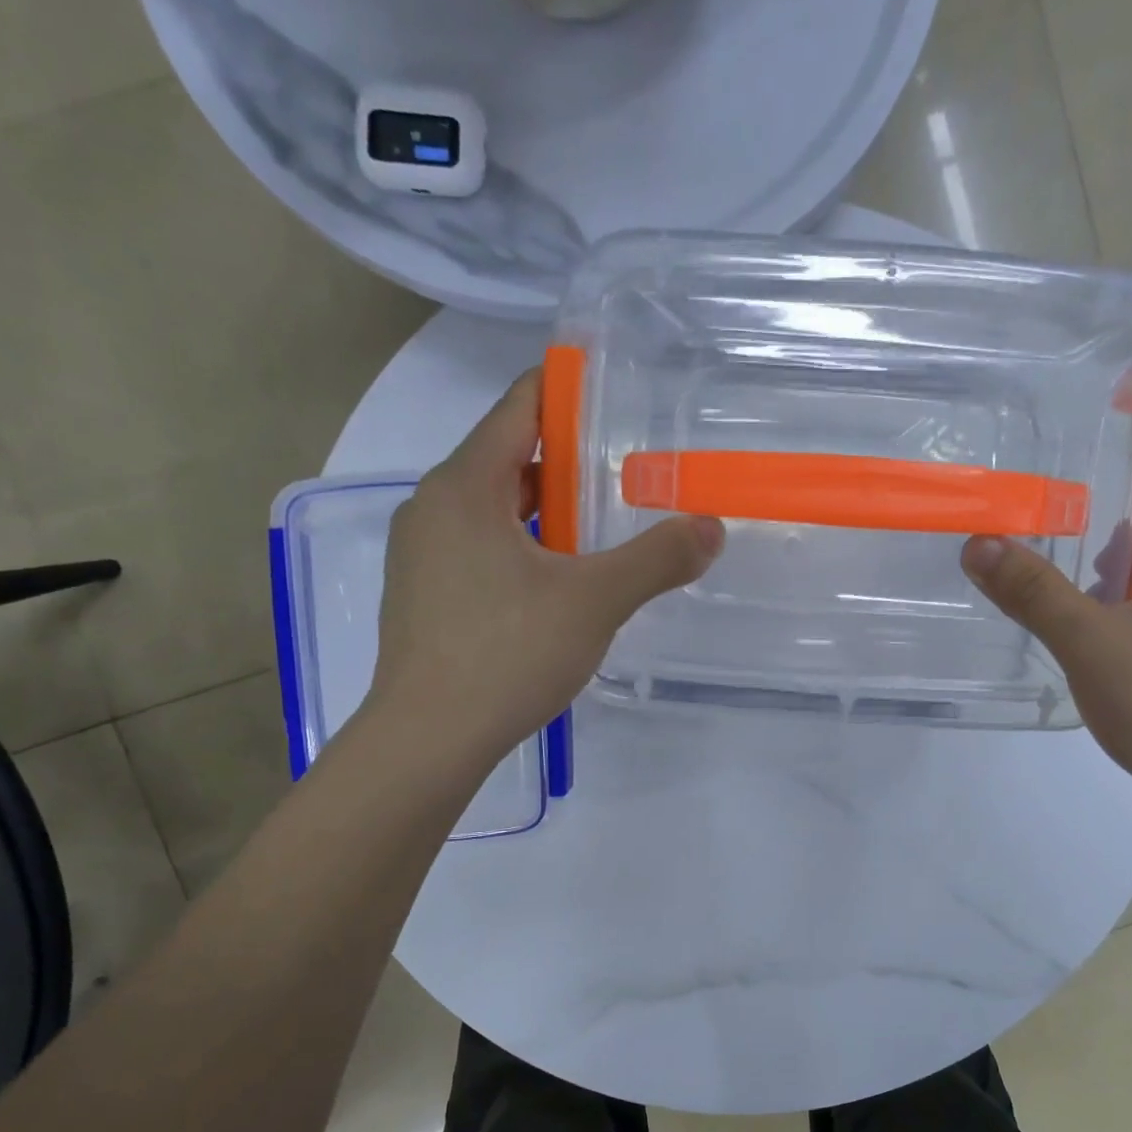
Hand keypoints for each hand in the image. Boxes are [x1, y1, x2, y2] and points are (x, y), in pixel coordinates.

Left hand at [364, 370, 723, 775]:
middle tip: (625, 478)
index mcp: (465, 486)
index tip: (615, 397)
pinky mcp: (422, 593)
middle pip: (507, 459)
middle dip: (567, 463)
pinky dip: (520, 548)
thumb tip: (711, 529)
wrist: (427, 739)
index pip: (519, 408)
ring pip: (492, 509)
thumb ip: (656, 560)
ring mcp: (420, 552)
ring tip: (597, 535)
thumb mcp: (595, 603)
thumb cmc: (507, 655)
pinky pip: (478, 547)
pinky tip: (553, 586)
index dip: (567, 392)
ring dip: (544, 512)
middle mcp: (432, 506)